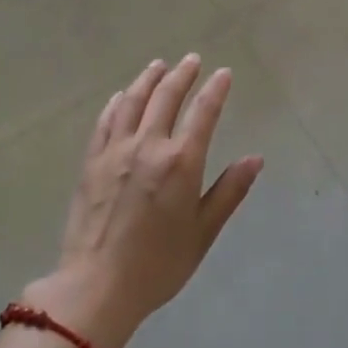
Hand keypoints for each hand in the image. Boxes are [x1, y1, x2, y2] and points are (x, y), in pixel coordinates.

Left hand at [23, 55, 262, 347]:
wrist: (96, 287)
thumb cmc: (158, 264)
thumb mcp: (203, 232)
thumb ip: (229, 191)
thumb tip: (255, 158)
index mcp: (181, 162)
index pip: (203, 113)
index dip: (215, 89)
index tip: (223, 73)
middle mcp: (148, 146)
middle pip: (166, 97)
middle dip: (182, 74)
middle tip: (192, 60)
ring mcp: (115, 151)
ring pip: (133, 102)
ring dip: (148, 79)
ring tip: (158, 65)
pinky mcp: (91, 162)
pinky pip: (105, 121)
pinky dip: (116, 103)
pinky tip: (121, 96)